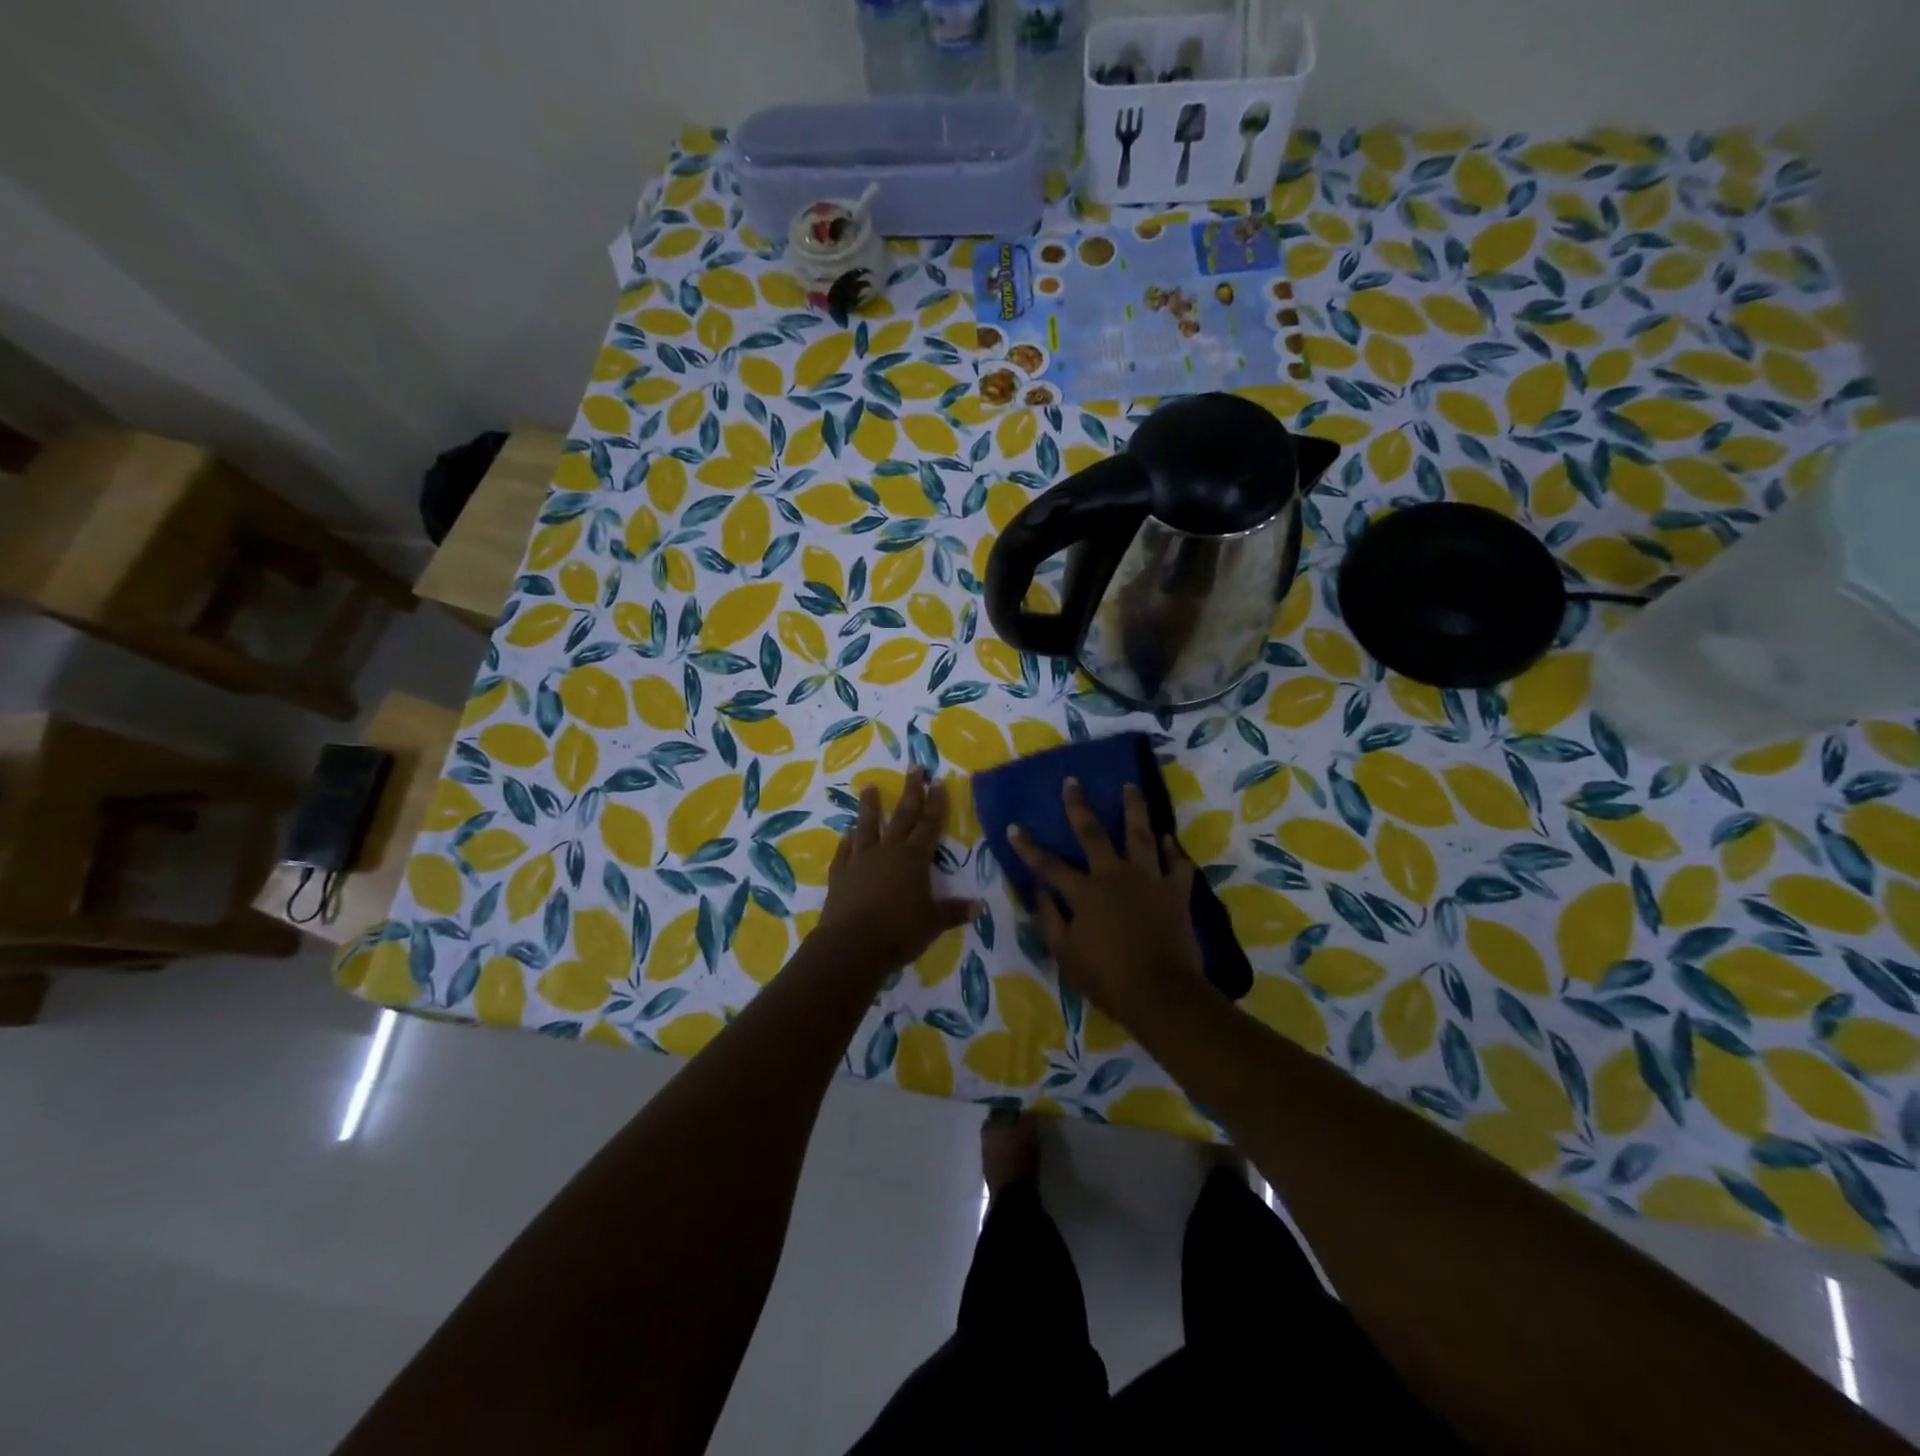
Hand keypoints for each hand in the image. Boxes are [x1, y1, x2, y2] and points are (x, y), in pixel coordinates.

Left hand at [816, 767, 976, 973]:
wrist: (852, 945)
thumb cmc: (899, 932)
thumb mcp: (933, 923)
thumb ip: (954, 911)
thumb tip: (979, 907)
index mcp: (914, 858)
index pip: (929, 824)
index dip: (936, 803)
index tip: (938, 781)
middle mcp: (888, 851)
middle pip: (902, 815)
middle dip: (910, 791)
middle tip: (913, 768)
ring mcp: (861, 860)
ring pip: (867, 825)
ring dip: (869, 806)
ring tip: (869, 786)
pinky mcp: (840, 873)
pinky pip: (845, 851)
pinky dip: (847, 841)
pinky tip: (847, 834)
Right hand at [1009, 780, 1203, 1025]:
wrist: (1161, 993)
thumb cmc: (1108, 979)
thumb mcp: (1066, 957)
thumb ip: (1049, 921)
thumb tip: (1040, 893)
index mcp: (1085, 893)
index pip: (1048, 865)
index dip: (1028, 847)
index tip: (1014, 826)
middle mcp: (1114, 876)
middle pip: (1094, 834)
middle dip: (1079, 806)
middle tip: (1073, 781)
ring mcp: (1148, 880)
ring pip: (1140, 835)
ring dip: (1134, 808)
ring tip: (1130, 786)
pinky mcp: (1176, 891)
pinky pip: (1177, 863)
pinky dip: (1173, 849)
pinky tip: (1168, 837)